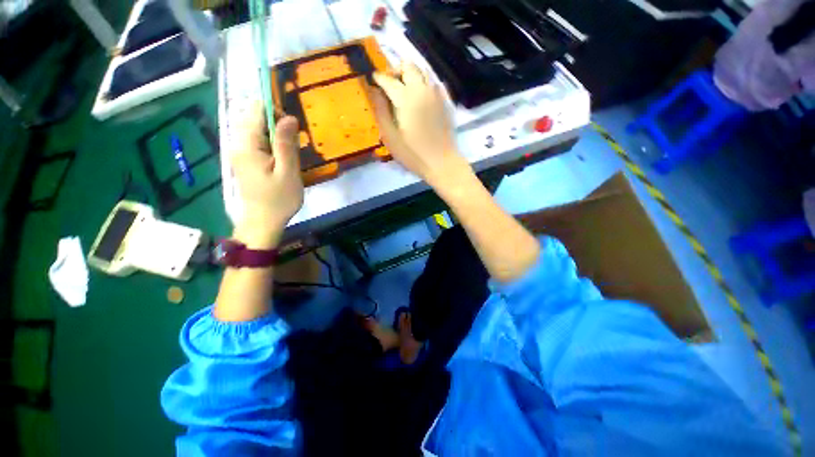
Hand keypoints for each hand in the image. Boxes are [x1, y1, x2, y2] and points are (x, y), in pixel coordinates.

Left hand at [230, 103, 302, 247]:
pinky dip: (270, 141)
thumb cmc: (278, 200)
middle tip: (293, 142)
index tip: (293, 128)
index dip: (276, 111)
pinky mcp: (243, 158)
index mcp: (247, 144)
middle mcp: (237, 143)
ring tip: (289, 151)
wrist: (262, 222)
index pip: (256, 110)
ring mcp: (238, 151)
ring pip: (255, 128)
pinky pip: (255, 140)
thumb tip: (288, 117)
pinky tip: (281, 156)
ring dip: (275, 133)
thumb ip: (286, 144)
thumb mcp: (288, 172)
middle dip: (276, 122)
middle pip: (254, 116)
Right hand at [371, 63, 468, 186]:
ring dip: (411, 75)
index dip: (379, 78)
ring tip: (404, 91)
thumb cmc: (412, 154)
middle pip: (408, 66)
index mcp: (405, 98)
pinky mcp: (444, 102)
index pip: (389, 79)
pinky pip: (433, 84)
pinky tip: (420, 99)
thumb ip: (380, 111)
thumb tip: (374, 91)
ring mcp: (435, 95)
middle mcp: (422, 90)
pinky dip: (423, 84)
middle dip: (396, 71)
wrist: (441, 162)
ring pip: (423, 72)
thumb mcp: (390, 137)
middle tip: (390, 85)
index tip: (373, 80)